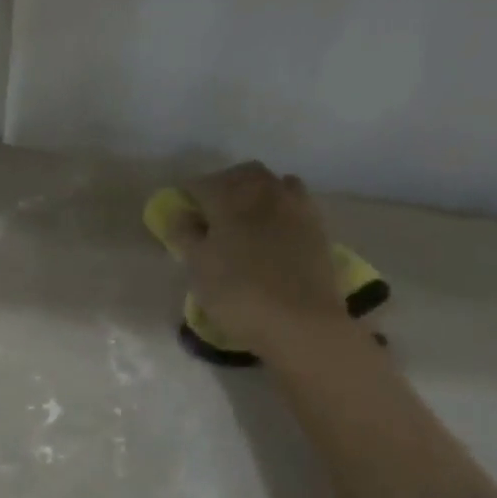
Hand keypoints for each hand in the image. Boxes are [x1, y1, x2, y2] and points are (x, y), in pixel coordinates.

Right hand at [165, 163, 358, 359]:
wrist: (301, 322)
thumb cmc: (238, 295)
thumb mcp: (198, 268)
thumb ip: (185, 235)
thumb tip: (179, 213)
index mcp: (229, 197)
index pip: (200, 184)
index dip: (187, 197)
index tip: (181, 216)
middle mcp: (264, 191)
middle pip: (240, 175)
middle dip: (222, 186)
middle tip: (210, 212)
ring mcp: (295, 206)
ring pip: (271, 183)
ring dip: (254, 192)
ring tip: (244, 218)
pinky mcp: (317, 226)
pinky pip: (294, 201)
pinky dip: (280, 206)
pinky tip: (274, 229)